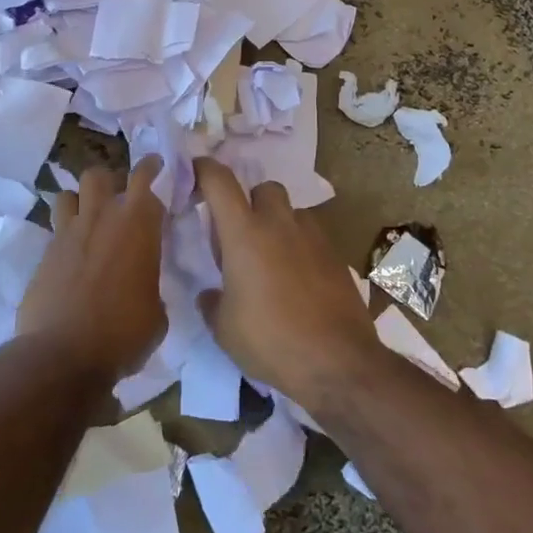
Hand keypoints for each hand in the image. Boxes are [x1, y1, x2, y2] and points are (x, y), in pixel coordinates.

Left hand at [16, 156, 165, 381]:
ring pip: (68, 193)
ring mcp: (68, 233)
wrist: (63, 354)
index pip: (146, 178)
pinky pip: (55, 229)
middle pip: (100, 174)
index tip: (156, 167)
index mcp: (138, 225)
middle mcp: (101, 218)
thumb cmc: (123, 334)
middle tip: (119, 200)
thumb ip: (151, 286)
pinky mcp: (44, 254)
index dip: (152, 169)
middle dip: (110, 181)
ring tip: (89, 222)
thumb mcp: (156, 313)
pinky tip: (72, 257)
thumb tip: (143, 288)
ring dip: (80, 202)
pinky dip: (64, 235)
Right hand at [193, 158, 380, 405]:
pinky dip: (300, 246)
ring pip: (291, 211)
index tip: (194, 173)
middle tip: (241, 233)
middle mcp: (279, 224)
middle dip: (250, 201)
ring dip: (278, 223)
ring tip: (271, 259)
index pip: (219, 181)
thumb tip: (210, 294)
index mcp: (244, 233)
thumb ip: (212, 302)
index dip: (203, 170)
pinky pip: (312, 236)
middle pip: (264, 188)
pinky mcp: (336, 256)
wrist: (338, 362)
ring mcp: (313, 237)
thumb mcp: (224, 329)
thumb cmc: (271, 341)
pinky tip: (298, 279)